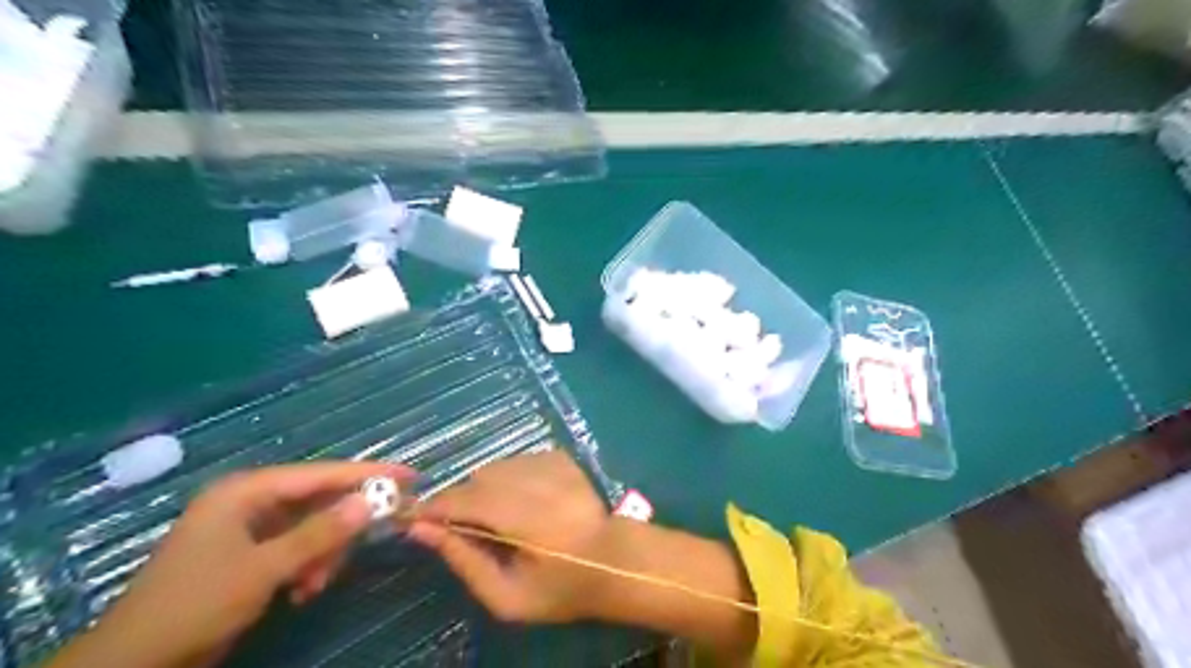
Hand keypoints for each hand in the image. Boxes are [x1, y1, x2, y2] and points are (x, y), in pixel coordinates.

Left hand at [53, 461, 410, 667]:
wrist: (135, 665)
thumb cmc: (195, 605)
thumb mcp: (263, 569)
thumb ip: (320, 533)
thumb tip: (371, 502)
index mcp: (246, 491)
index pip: (320, 473)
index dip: (367, 474)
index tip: (408, 476)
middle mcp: (250, 502)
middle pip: (319, 500)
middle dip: (341, 527)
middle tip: (369, 542)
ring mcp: (249, 529)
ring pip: (312, 527)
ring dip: (323, 554)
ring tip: (314, 584)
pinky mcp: (250, 554)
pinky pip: (298, 547)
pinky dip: (308, 566)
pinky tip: (302, 590)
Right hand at [407, 451, 612, 622]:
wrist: (614, 559)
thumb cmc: (560, 587)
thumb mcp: (507, 596)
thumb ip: (464, 560)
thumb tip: (423, 531)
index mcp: (520, 517)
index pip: (460, 500)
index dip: (432, 508)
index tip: (414, 519)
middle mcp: (532, 480)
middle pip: (476, 480)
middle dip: (461, 501)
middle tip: (466, 529)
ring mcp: (548, 463)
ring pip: (496, 467)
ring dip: (486, 489)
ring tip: (500, 517)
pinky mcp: (559, 457)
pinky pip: (518, 461)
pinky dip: (510, 478)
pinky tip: (524, 501)